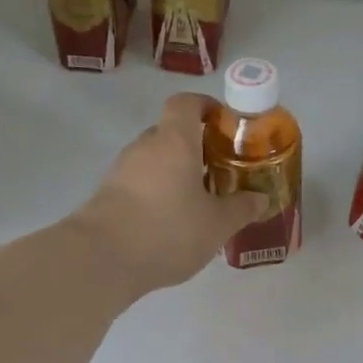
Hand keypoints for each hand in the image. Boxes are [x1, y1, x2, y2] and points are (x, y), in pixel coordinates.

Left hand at [71, 94, 267, 295]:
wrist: (101, 259)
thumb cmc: (168, 230)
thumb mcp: (217, 224)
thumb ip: (242, 208)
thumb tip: (261, 199)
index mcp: (174, 141)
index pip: (186, 103)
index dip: (206, 106)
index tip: (224, 124)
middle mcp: (145, 146)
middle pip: (171, 133)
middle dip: (196, 148)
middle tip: (219, 172)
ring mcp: (121, 170)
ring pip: (155, 160)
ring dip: (176, 173)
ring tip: (198, 203)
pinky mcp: (108, 194)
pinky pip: (140, 183)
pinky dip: (157, 193)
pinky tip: (171, 223)